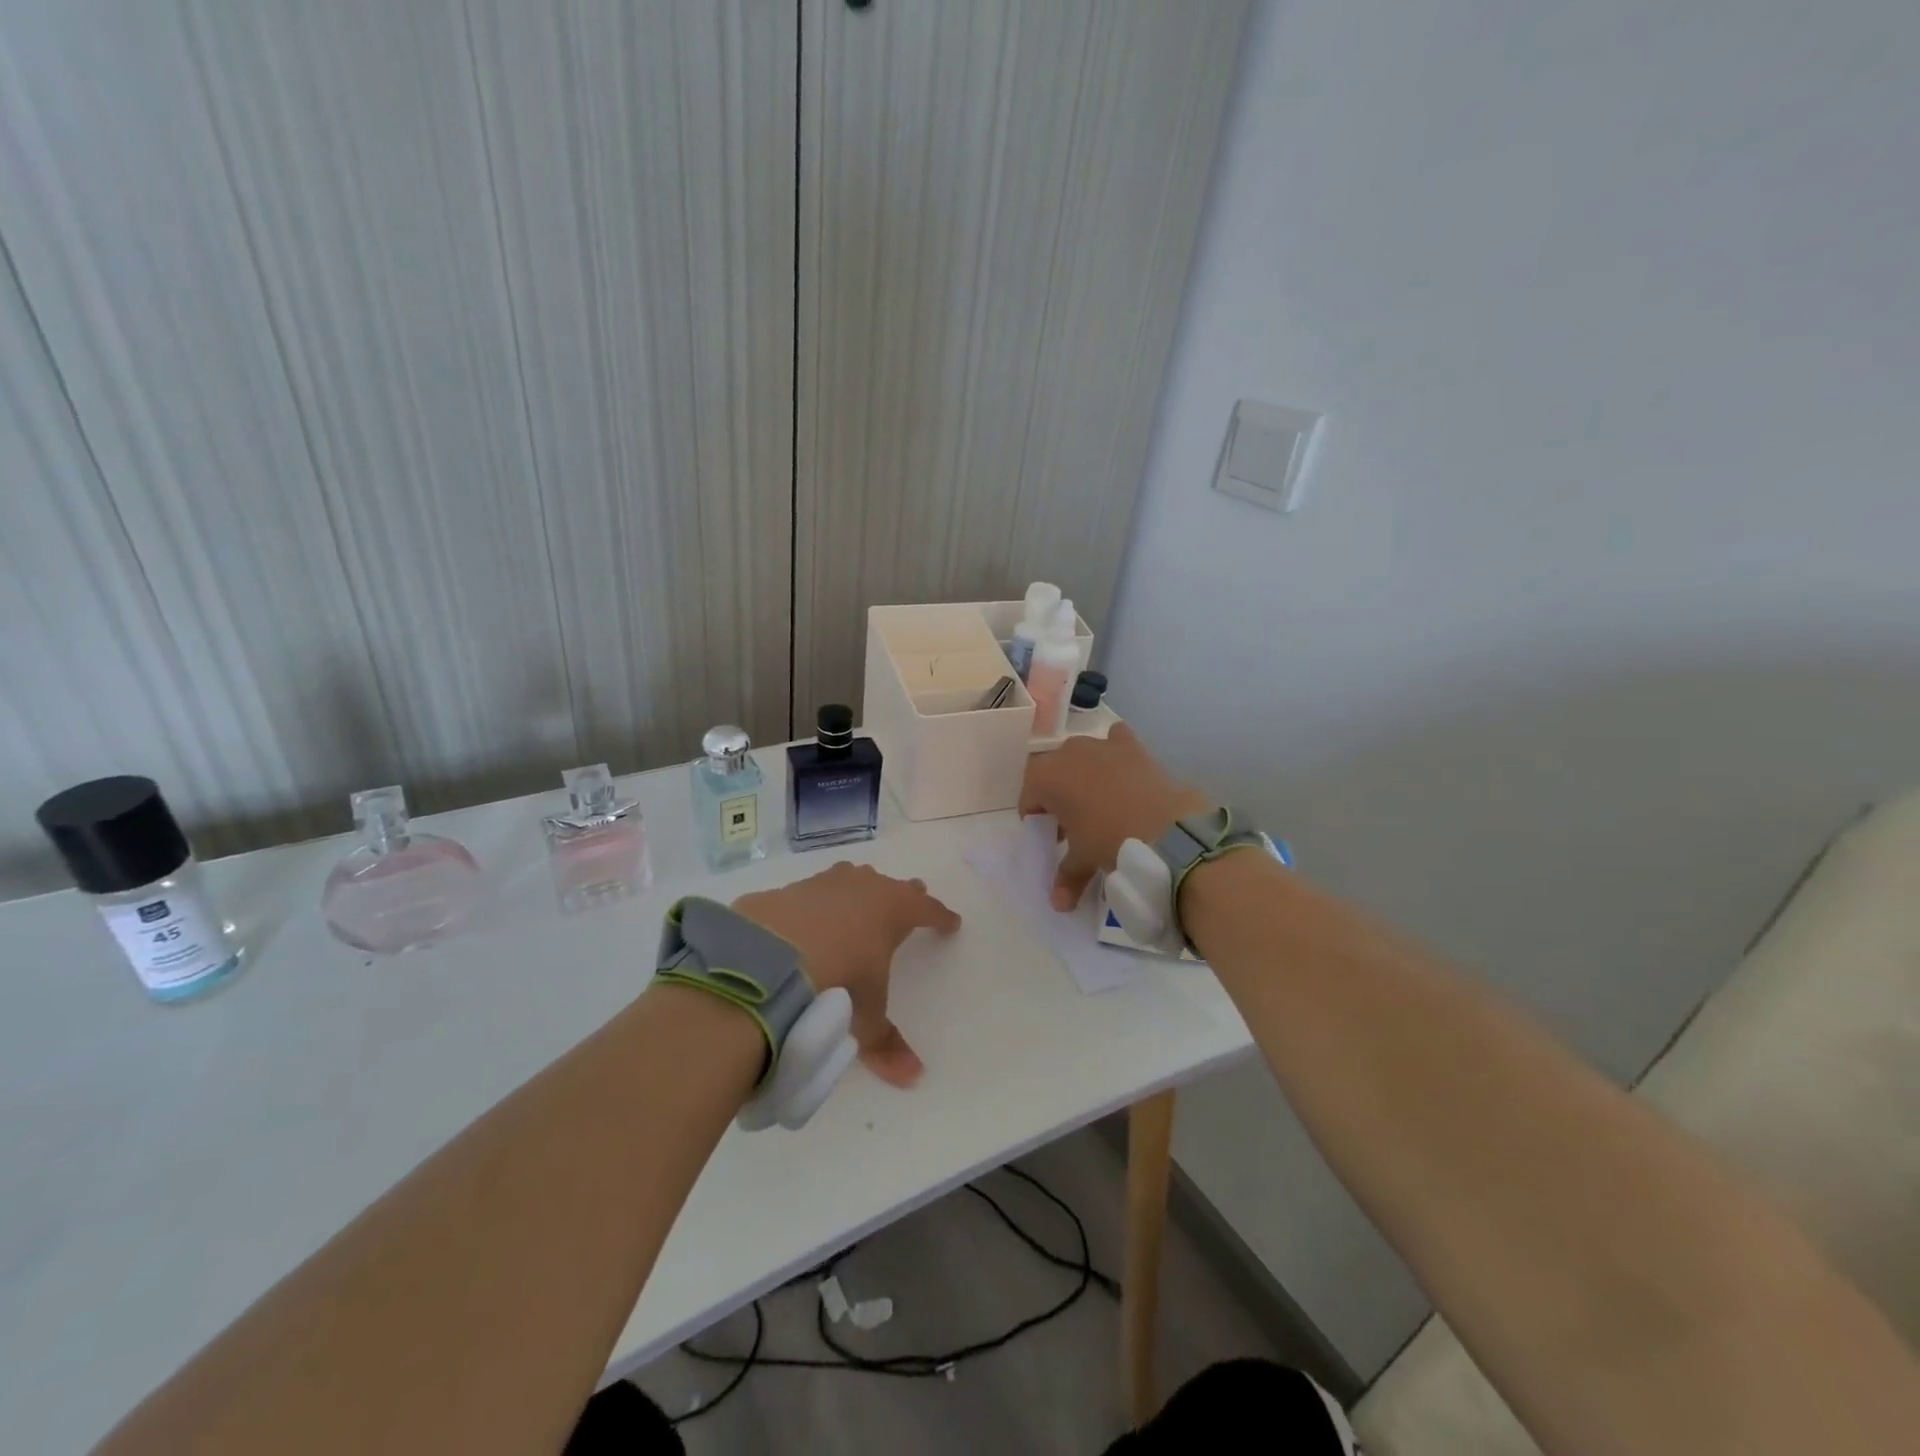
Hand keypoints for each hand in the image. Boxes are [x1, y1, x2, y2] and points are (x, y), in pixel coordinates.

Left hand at [733, 863, 960, 1087]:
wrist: (768, 958)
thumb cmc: (836, 982)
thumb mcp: (864, 1016)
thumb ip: (886, 1044)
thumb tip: (914, 1077)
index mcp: (894, 910)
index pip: (927, 909)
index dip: (940, 916)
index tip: (951, 922)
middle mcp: (863, 887)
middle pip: (893, 886)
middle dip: (905, 895)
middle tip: (913, 898)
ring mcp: (824, 884)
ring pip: (852, 879)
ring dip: (860, 889)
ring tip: (861, 899)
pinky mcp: (788, 890)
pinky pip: (811, 893)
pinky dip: (816, 904)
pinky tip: (807, 919)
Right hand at [1018, 723, 1210, 910]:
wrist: (1166, 828)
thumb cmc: (1109, 840)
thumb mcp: (1084, 859)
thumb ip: (1067, 876)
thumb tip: (1059, 903)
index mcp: (1045, 777)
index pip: (1029, 797)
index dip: (1037, 820)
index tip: (1050, 839)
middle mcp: (1068, 752)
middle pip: (1054, 774)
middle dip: (1059, 796)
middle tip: (1073, 825)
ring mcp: (1101, 744)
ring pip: (1082, 756)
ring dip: (1084, 775)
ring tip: (1100, 804)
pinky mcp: (1132, 746)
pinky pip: (1115, 741)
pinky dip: (1115, 754)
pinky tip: (1124, 773)